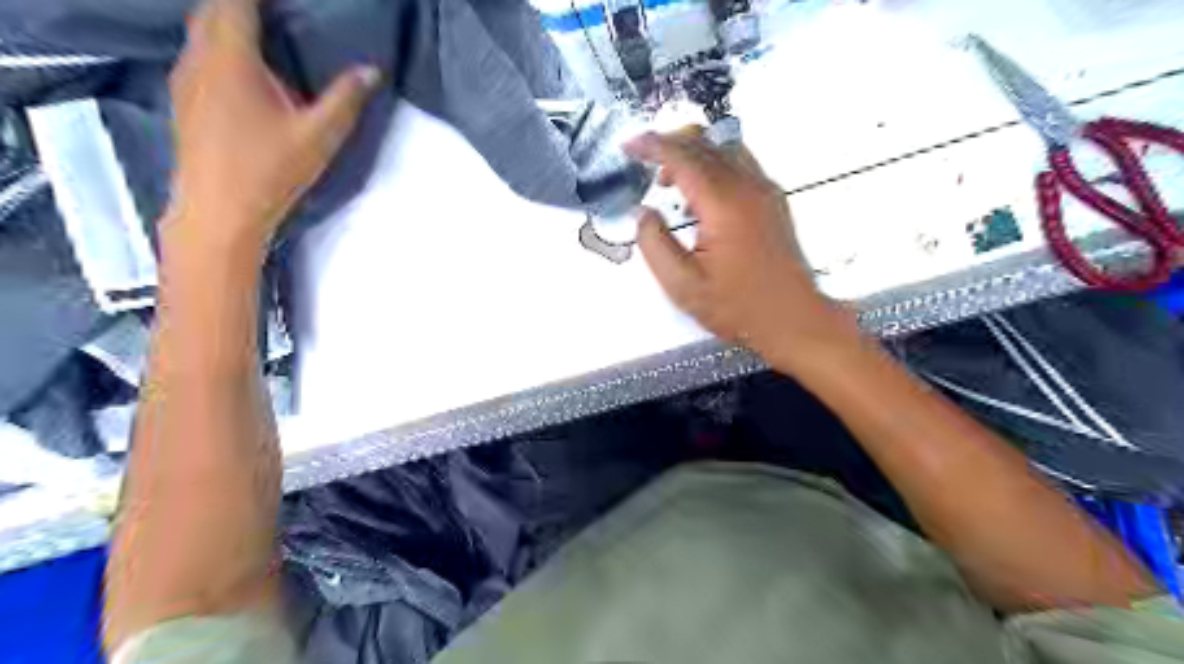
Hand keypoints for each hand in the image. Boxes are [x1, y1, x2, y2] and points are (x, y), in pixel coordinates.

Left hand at [160, 0, 379, 262]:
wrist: (219, 210)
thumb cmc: (270, 171)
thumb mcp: (319, 137)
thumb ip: (346, 99)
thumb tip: (373, 70)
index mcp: (231, 58)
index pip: (236, 1)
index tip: (286, 1)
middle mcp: (199, 57)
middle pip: (212, 9)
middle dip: (241, 3)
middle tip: (277, 14)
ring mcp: (184, 78)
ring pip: (199, 31)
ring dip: (226, 22)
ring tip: (262, 33)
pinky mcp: (183, 100)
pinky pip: (196, 53)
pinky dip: (216, 45)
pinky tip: (240, 69)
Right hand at [629, 130, 862, 372]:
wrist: (793, 319)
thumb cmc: (738, 307)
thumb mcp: (682, 285)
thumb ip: (654, 244)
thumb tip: (643, 213)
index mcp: (724, 204)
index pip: (683, 157)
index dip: (652, 146)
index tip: (629, 146)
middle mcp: (748, 186)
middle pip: (705, 144)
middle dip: (670, 144)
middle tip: (643, 160)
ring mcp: (765, 191)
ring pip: (725, 148)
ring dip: (693, 154)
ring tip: (669, 181)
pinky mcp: (774, 201)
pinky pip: (741, 165)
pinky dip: (714, 166)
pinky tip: (700, 197)